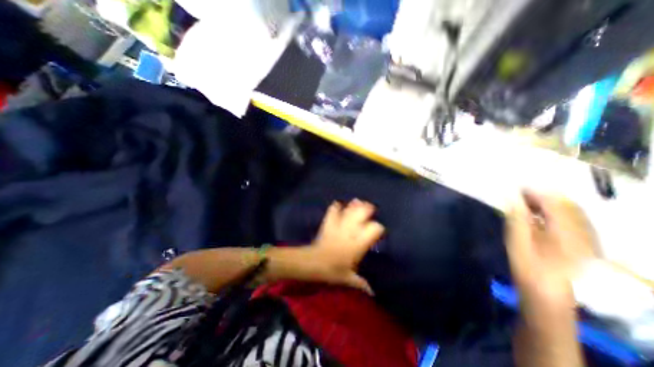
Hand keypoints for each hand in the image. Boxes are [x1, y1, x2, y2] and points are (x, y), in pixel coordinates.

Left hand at [275, 200, 384, 293]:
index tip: (378, 229)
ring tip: (357, 201)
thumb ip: (361, 283)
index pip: (373, 230)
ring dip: (353, 205)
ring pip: (348, 211)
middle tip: (370, 208)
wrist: (312, 263)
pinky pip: (332, 211)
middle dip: (366, 210)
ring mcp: (338, 226)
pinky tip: (338, 204)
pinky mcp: (328, 224)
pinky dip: (335, 207)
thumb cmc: (332, 271)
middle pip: (361, 215)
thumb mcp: (348, 278)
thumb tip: (372, 293)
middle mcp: (350, 232)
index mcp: (358, 244)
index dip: (378, 228)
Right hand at [508, 192, 599, 306]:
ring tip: (527, 202)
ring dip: (548, 203)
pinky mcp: (584, 242)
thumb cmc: (528, 265)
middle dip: (542, 195)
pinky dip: (555, 212)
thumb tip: (511, 197)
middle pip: (566, 204)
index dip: (535, 192)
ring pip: (570, 211)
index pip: (555, 203)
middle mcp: (583, 232)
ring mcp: (586, 238)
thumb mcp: (517, 240)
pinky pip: (572, 219)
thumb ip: (517, 217)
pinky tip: (540, 214)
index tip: (516, 187)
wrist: (546, 290)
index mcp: (567, 233)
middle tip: (519, 194)